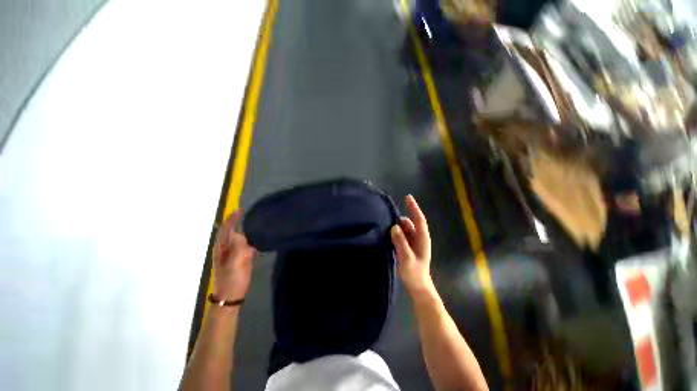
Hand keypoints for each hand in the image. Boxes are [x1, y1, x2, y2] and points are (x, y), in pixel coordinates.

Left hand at [212, 210, 255, 300]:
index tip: (241, 210)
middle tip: (250, 215)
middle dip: (239, 222)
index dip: (232, 219)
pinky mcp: (240, 258)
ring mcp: (233, 253)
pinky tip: (257, 241)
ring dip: (246, 232)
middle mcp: (226, 248)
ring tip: (256, 226)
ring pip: (239, 238)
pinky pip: (245, 245)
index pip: (226, 229)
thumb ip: (237, 248)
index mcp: (221, 248)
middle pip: (232, 232)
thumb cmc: (232, 280)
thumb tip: (240, 234)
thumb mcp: (235, 264)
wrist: (232, 295)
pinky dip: (250, 241)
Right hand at [390, 195, 433, 296]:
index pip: (419, 219)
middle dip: (401, 220)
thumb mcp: (407, 258)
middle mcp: (419, 238)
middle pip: (410, 223)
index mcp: (422, 238)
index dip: (413, 208)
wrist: (418, 287)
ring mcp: (413, 242)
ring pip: (405, 229)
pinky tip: (389, 235)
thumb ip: (401, 242)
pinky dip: (396, 233)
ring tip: (386, 228)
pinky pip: (402, 235)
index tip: (408, 197)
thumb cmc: (414, 273)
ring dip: (397, 227)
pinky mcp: (408, 246)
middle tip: (388, 220)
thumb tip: (394, 227)